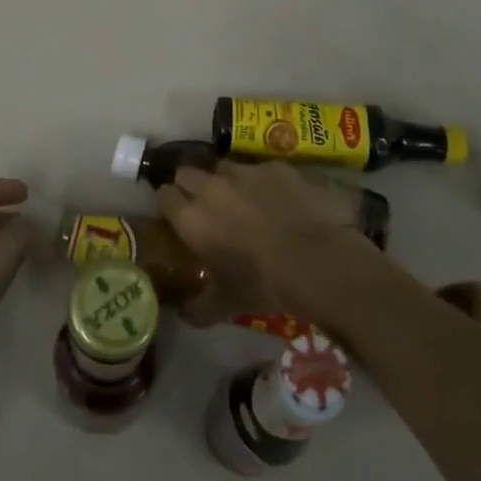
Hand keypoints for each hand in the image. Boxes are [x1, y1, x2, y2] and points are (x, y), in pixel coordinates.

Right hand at [159, 158, 370, 326]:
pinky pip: (261, 169)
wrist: (316, 261)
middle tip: (206, 206)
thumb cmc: (263, 284)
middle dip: (192, 185)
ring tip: (244, 200)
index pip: (165, 195)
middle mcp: (211, 187)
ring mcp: (244, 172)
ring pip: (223, 167)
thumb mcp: (225, 304)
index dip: (170, 204)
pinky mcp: (275, 167)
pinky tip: (280, 200)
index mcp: (192, 218)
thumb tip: (183, 313)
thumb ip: (198, 308)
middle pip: (187, 172)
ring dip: (227, 181)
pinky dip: (264, 182)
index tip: (177, 216)